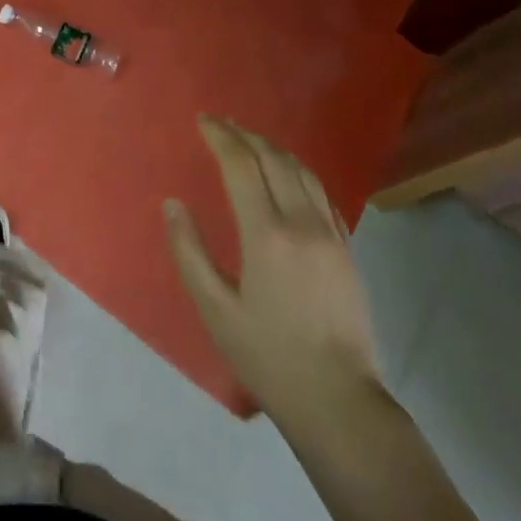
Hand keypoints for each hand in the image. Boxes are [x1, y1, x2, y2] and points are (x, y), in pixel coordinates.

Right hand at [166, 115, 382, 423]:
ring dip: (274, 149)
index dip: (221, 137)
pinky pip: (322, 194)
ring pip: (303, 172)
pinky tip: (288, 176)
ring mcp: (331, 234)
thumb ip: (190, 252)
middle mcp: (302, 223)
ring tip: (251, 141)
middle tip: (222, 123)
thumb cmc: (267, 356)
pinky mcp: (347, 249)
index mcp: (266, 235)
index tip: (203, 120)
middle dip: (245, 135)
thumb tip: (173, 205)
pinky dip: (299, 173)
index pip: (241, 166)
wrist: (339, 399)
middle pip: (274, 160)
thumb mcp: (215, 309)